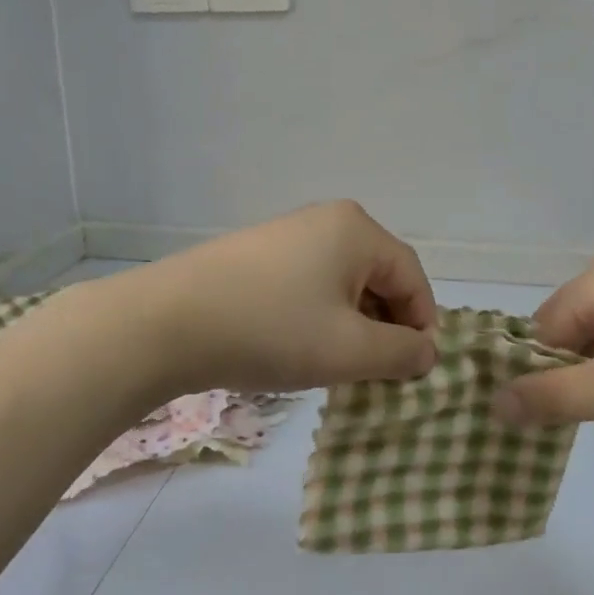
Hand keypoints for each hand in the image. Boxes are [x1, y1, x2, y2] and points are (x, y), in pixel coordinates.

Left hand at [121, 201, 439, 395]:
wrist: (166, 324)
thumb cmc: (272, 330)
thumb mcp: (349, 350)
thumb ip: (402, 354)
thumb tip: (428, 353)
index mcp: (356, 230)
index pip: (411, 277)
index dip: (423, 325)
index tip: (417, 371)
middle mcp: (325, 221)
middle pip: (378, 277)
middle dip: (386, 327)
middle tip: (379, 373)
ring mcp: (286, 235)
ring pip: (341, 285)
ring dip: (352, 326)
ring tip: (340, 367)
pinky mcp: (255, 256)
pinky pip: (308, 286)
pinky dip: (319, 318)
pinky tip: (300, 348)